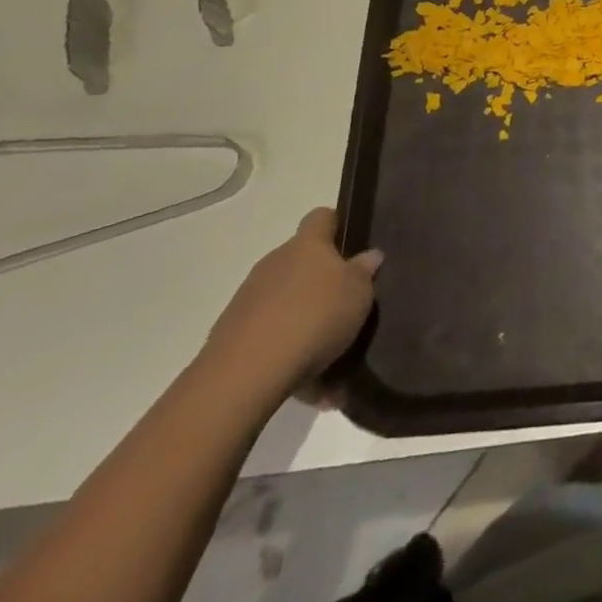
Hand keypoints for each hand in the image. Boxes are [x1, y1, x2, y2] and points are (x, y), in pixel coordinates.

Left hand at [199, 208, 380, 402]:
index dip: (338, 226)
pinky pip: (269, 336)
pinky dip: (287, 353)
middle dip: (322, 282)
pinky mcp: (231, 336)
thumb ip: (364, 272)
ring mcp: (249, 299)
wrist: (245, 374)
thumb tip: (370, 255)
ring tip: (328, 357)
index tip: (353, 247)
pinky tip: (308, 384)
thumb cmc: (314, 317)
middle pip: (302, 262)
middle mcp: (275, 263)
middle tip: (344, 307)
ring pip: (285, 302)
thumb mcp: (358, 293)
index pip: (322, 217)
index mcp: (307, 245)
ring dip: (304, 321)